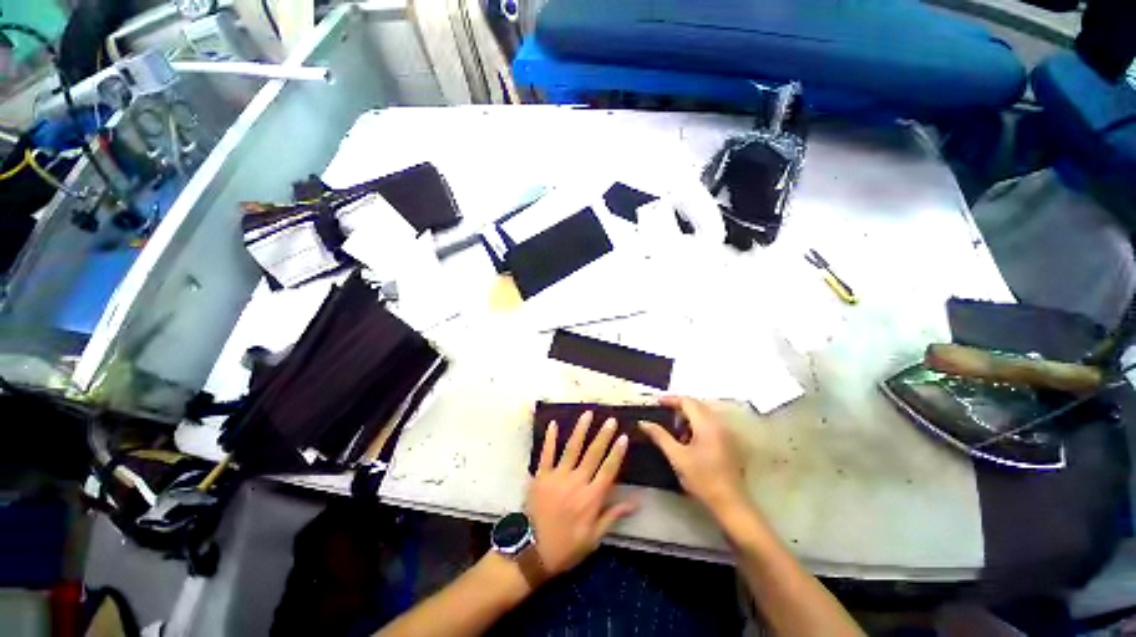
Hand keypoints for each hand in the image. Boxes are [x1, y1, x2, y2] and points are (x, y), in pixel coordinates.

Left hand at [528, 412, 637, 577]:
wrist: (532, 552)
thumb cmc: (566, 547)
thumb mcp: (594, 538)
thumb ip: (612, 515)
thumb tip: (635, 502)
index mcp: (591, 498)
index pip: (608, 470)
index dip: (616, 453)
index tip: (623, 436)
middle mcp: (576, 482)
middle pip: (593, 454)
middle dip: (603, 436)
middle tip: (610, 419)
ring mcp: (557, 476)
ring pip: (572, 448)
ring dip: (580, 430)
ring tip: (587, 414)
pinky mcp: (541, 475)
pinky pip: (546, 454)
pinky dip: (550, 438)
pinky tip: (553, 424)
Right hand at [640, 396, 747, 517]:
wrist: (730, 503)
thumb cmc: (702, 479)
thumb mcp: (677, 457)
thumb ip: (660, 436)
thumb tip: (643, 422)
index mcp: (706, 424)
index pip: (687, 401)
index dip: (670, 399)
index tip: (655, 401)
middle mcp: (718, 424)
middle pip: (696, 405)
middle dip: (678, 406)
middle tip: (661, 413)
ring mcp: (726, 433)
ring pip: (704, 414)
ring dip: (687, 417)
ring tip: (673, 429)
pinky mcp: (729, 442)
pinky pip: (710, 424)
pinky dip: (697, 425)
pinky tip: (688, 440)